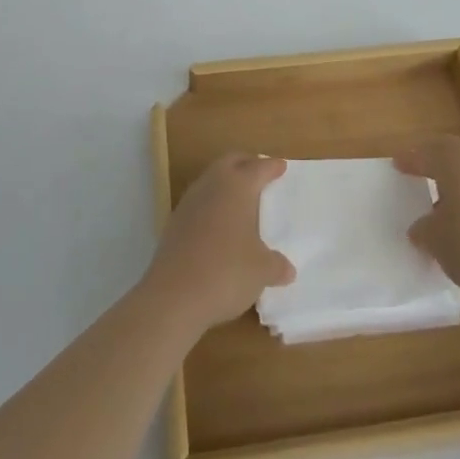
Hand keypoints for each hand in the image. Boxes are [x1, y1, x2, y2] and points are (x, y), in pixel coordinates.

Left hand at [142, 153, 294, 332]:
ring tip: (241, 198)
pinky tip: (219, 223)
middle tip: (261, 172)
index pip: (259, 168)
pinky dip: (212, 203)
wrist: (173, 296)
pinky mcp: (174, 222)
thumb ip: (276, 265)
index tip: (282, 166)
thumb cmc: (226, 272)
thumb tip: (287, 269)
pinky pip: (199, 201)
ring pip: (212, 178)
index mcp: (238, 186)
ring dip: (226, 181)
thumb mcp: (261, 271)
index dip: (272, 167)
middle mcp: (212, 185)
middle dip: (247, 163)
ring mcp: (189, 201)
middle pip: (231, 161)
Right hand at [395, 135, 459, 303]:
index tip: (397, 165)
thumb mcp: (433, 238)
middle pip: (454, 155)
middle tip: (418, 172)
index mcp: (457, 161)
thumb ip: (423, 228)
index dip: (411, 159)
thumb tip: (422, 227)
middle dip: (435, 163)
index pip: (428, 153)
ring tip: (441, 204)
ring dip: (457, 183)